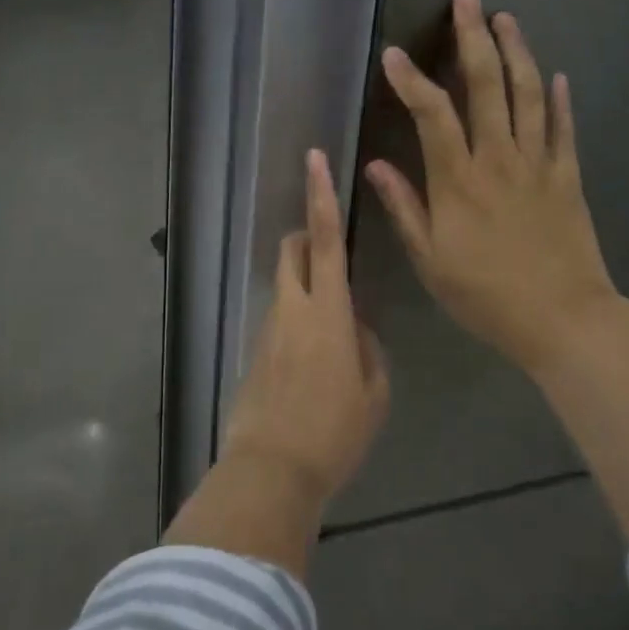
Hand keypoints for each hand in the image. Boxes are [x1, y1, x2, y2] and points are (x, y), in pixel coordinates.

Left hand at [219, 148, 389, 510]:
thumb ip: (368, 349)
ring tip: (332, 335)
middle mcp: (292, 309)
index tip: (315, 158)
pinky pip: (280, 319)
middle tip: (330, 252)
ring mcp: (268, 329)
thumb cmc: (333, 433)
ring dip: (306, 286)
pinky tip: (313, 366)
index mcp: (327, 312)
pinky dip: (297, 321)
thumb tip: (355, 329)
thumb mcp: (374, 393)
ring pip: (286, 285)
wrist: (271, 471)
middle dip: (308, 236)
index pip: (325, 240)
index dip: (321, 196)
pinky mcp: (255, 351)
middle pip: (293, 251)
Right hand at [366, 0, 616, 377]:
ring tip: (506, 17)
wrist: (561, 319)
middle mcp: (498, 159)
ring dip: (517, 52)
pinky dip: (559, 98)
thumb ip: (403, 207)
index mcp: (458, 180)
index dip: (411, 80)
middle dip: (474, 38)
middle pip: (487, 86)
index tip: (394, 53)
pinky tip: (556, 74)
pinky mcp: (568, 176)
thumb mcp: (429, 260)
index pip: (431, 114)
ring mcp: (538, 164)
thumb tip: (374, 165)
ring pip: (528, 94)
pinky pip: (564, 128)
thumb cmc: (485, 295)